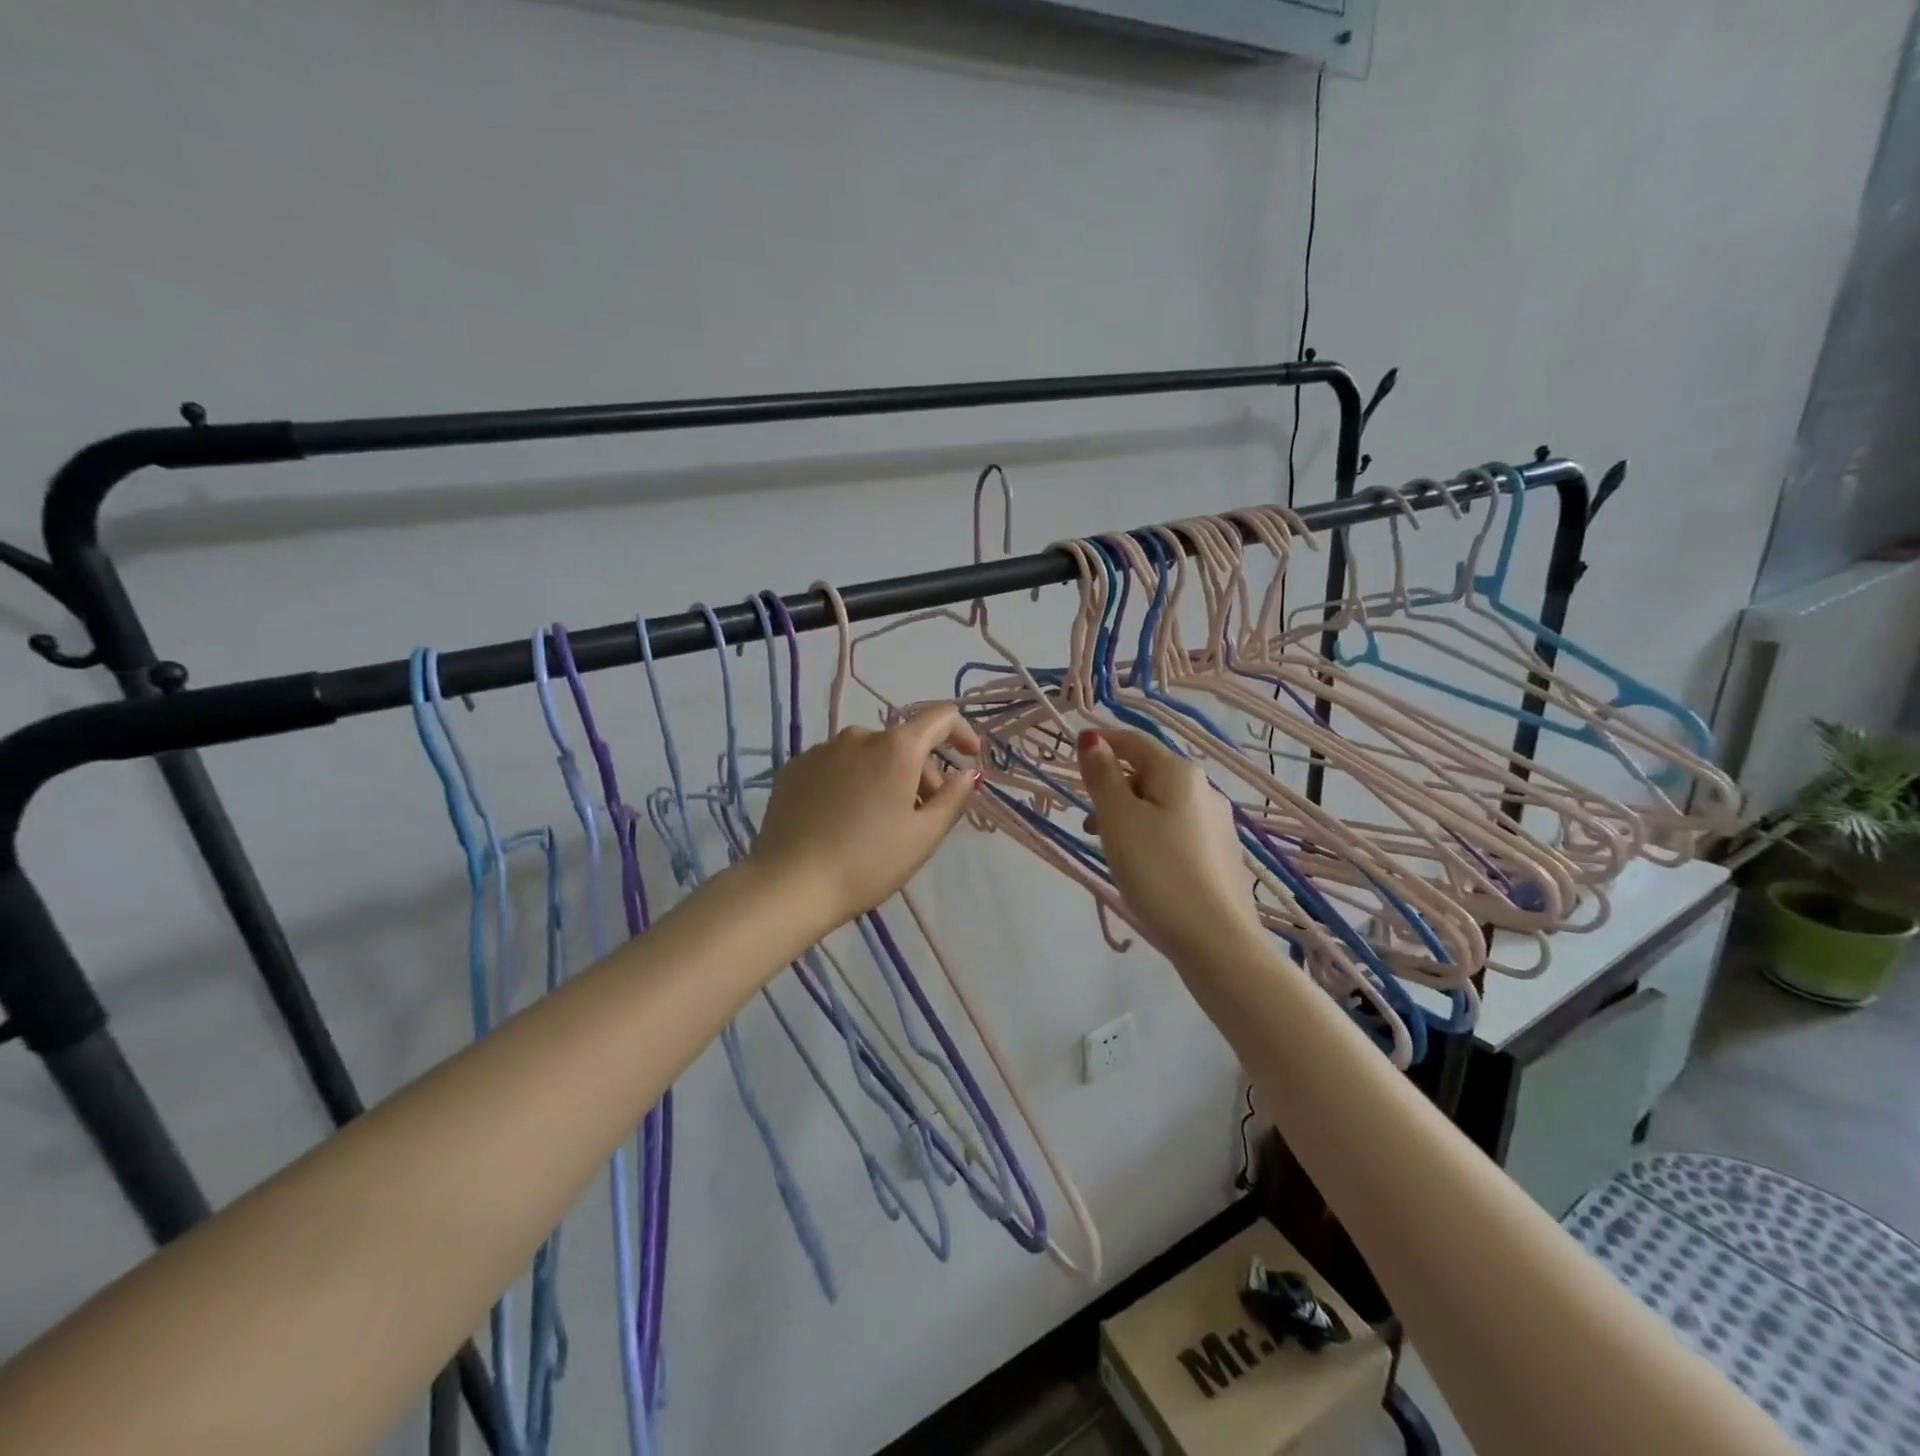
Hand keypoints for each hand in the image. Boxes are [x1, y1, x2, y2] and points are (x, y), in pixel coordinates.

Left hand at [750, 703, 981, 934]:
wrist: (790, 884)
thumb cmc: (869, 861)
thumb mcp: (924, 836)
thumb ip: (953, 798)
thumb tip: (966, 773)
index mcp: (896, 747)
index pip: (940, 717)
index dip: (962, 732)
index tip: (969, 758)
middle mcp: (858, 736)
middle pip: (903, 742)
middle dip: (922, 771)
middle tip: (923, 814)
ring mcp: (821, 749)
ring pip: (869, 754)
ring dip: (885, 776)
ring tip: (880, 820)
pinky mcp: (794, 767)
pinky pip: (837, 765)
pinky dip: (852, 781)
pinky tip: (844, 819)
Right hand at [1077, 727, 1259, 963]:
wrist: (1217, 941)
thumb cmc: (1158, 872)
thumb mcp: (1118, 820)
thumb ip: (1102, 776)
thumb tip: (1092, 738)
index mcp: (1180, 774)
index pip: (1135, 741)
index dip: (1103, 742)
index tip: (1073, 756)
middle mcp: (1205, 791)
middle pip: (1149, 774)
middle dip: (1114, 788)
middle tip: (1087, 823)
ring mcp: (1217, 825)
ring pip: (1162, 806)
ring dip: (1130, 816)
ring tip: (1110, 850)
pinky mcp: (1220, 857)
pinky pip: (1176, 832)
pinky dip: (1151, 836)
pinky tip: (1143, 869)